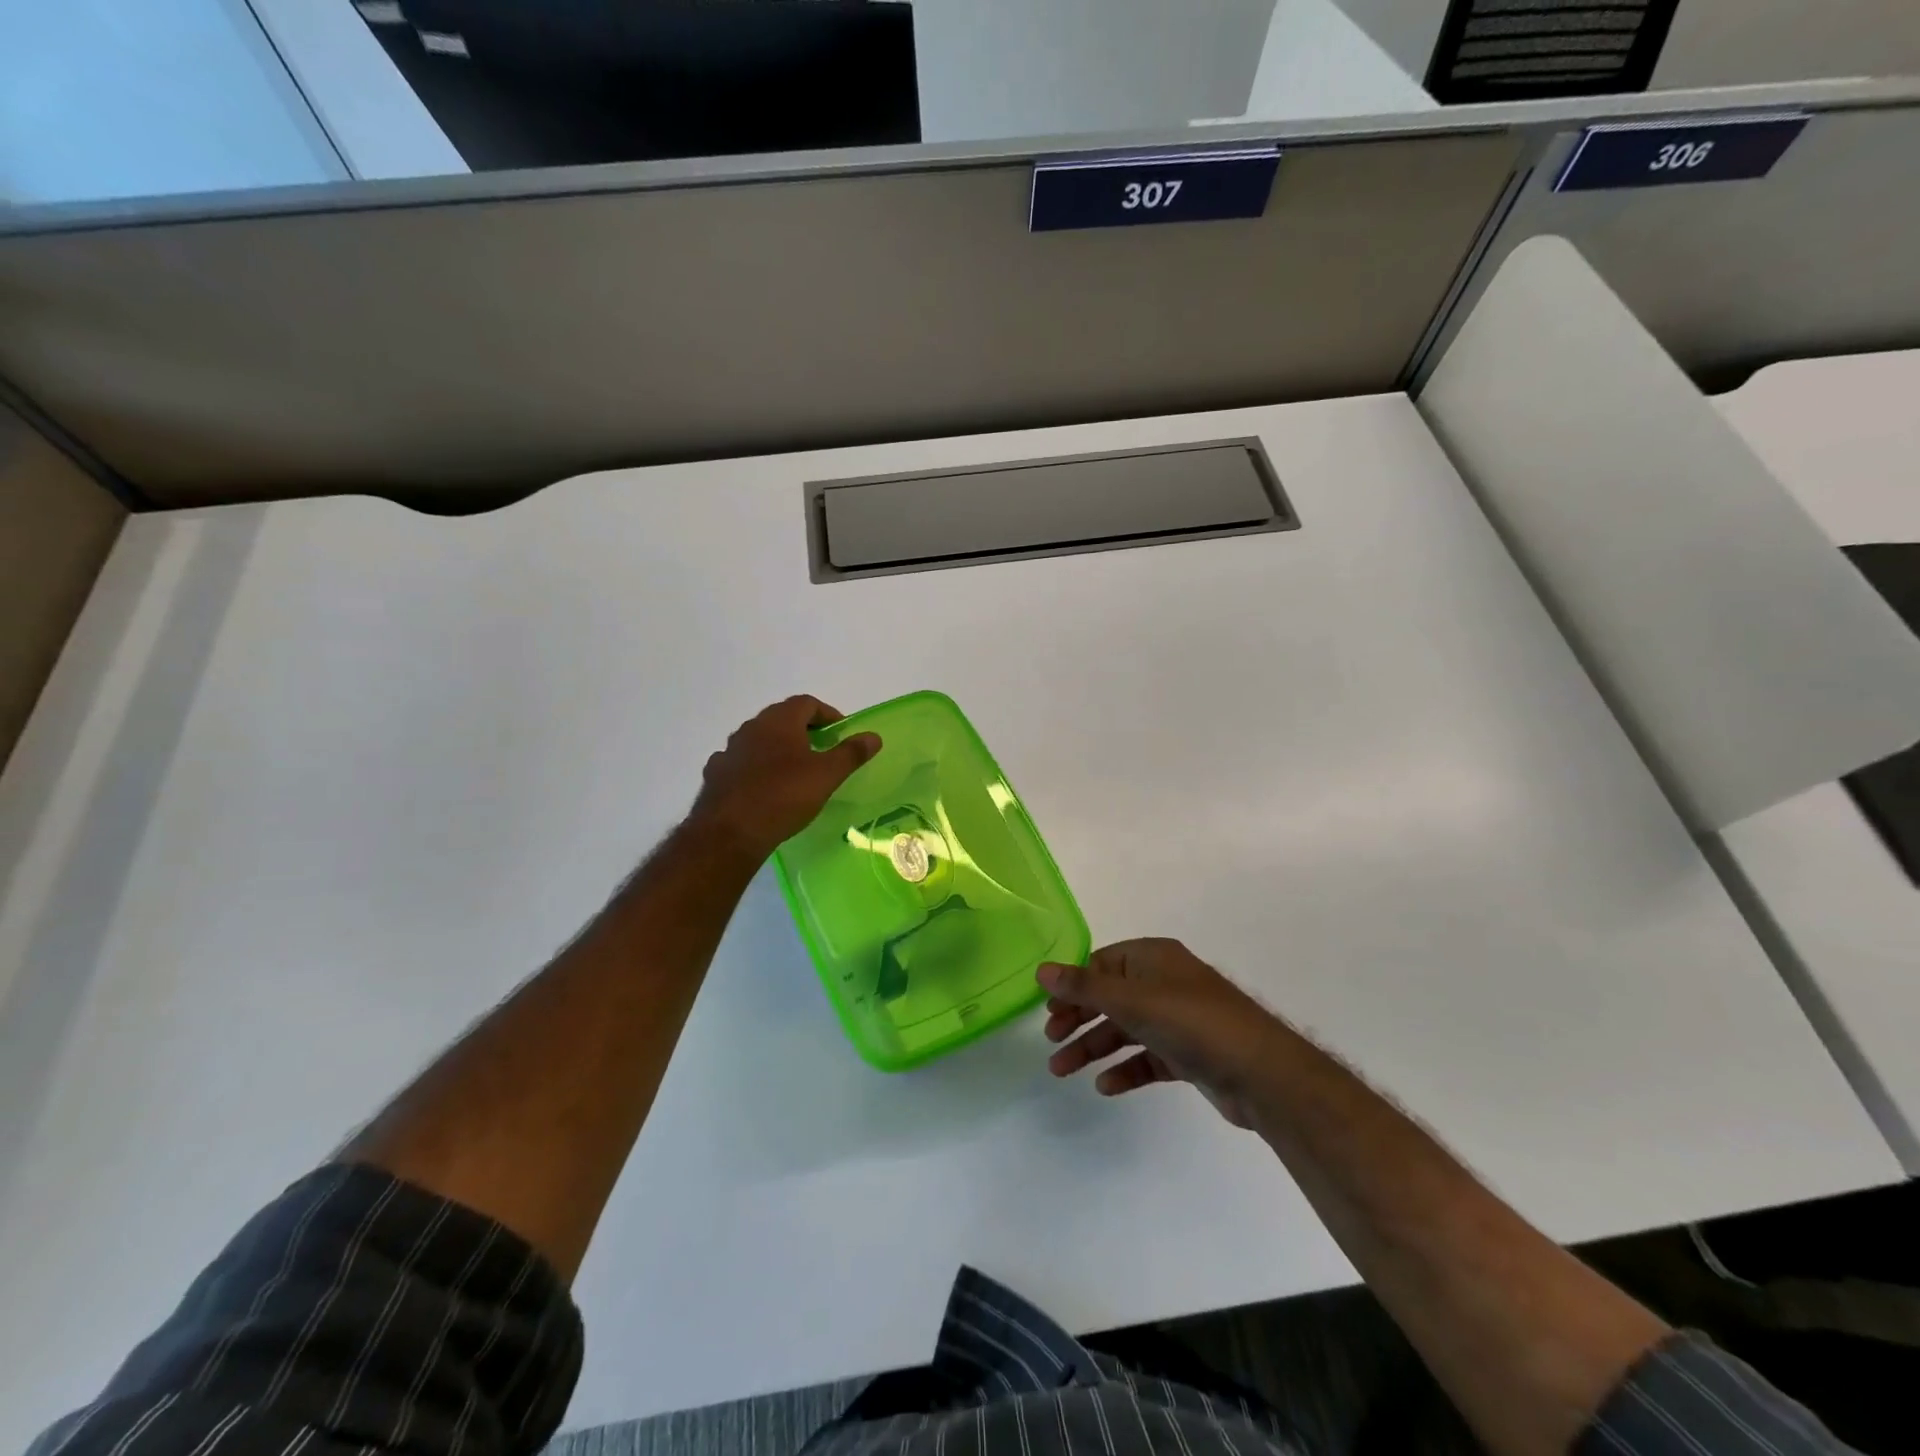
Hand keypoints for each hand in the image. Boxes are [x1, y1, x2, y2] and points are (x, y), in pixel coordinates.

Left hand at [689, 696, 880, 861]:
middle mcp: (751, 727)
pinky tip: (762, 786)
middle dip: (803, 729)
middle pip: (781, 718)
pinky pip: (741, 761)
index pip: (806, 703)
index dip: (827, 714)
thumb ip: (851, 753)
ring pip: (759, 739)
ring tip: (794, 770)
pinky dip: (755, 766)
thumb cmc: (785, 796)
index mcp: (779, 721)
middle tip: (821, 750)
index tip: (839, 733)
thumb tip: (873, 736)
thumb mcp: (827, 775)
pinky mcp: (716, 773)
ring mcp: (729, 750)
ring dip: (777, 747)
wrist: (731, 832)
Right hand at [1040, 938, 1282, 1128]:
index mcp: (1153, 958)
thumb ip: (1085, 986)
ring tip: (1063, 1071)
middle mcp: (1164, 983)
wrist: (1261, 1073)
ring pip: (1125, 1030)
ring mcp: (1178, 1019)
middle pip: (1110, 997)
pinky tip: (1106, 1086)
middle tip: (1051, 1042)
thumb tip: (1042, 970)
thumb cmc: (1192, 1022)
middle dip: (1078, 1019)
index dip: (1073, 985)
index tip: (1048, 1010)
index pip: (1101, 964)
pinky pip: (1147, 1057)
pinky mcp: (1188, 1054)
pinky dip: (1125, 1069)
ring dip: (1094, 1047)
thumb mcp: (1132, 1000)